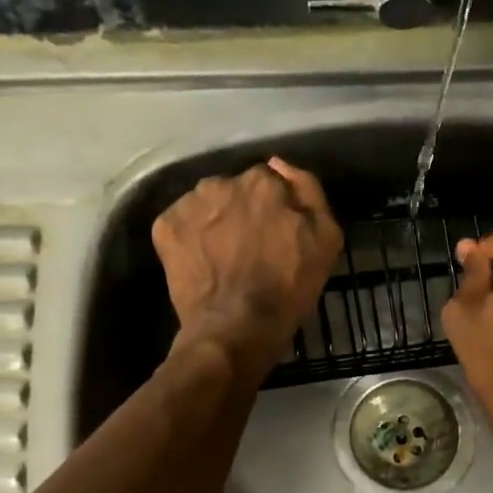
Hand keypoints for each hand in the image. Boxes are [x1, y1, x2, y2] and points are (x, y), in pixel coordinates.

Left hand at [152, 157, 342, 380]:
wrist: (237, 328)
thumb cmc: (289, 288)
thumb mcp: (326, 239)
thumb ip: (309, 191)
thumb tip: (279, 165)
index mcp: (263, 182)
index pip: (270, 183)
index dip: (275, 209)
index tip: (278, 233)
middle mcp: (222, 182)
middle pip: (236, 190)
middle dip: (243, 211)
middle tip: (250, 248)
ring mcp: (189, 204)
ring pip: (207, 205)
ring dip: (216, 221)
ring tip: (223, 256)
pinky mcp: (165, 228)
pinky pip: (182, 224)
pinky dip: (190, 238)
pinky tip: (202, 262)